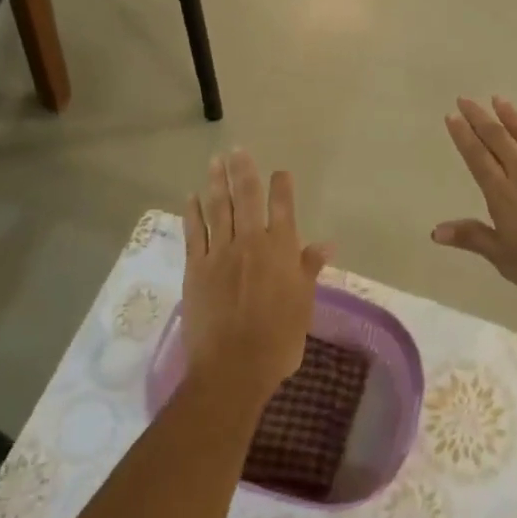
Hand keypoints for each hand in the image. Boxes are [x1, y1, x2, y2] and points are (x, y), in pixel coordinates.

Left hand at [182, 150, 326, 411]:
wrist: (233, 367)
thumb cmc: (278, 340)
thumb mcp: (303, 305)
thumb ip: (309, 269)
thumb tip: (326, 243)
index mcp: (280, 251)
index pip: (283, 208)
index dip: (281, 187)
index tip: (280, 172)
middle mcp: (250, 243)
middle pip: (245, 198)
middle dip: (242, 171)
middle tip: (236, 149)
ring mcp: (220, 253)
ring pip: (218, 208)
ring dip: (216, 183)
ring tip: (215, 161)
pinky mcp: (196, 268)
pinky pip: (194, 233)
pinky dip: (192, 213)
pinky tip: (190, 197)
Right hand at [435, 97, 516, 311]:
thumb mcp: (506, 260)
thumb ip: (473, 238)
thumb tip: (435, 231)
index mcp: (503, 195)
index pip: (477, 158)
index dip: (463, 136)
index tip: (452, 115)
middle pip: (498, 139)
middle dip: (480, 118)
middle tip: (466, 99)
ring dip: (511, 116)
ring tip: (498, 99)